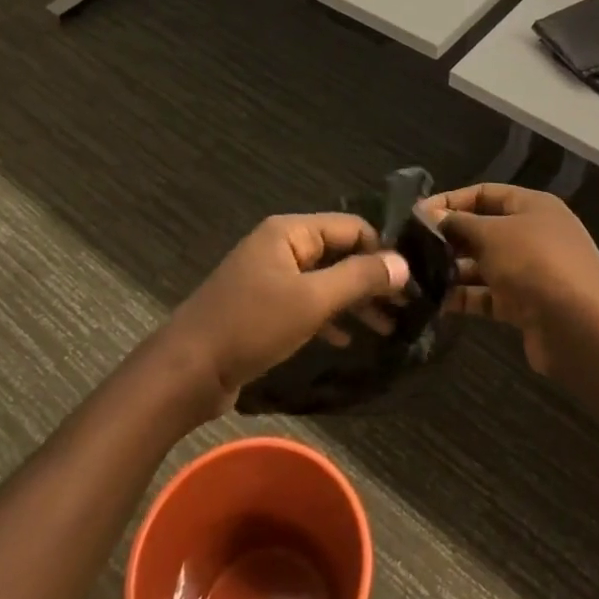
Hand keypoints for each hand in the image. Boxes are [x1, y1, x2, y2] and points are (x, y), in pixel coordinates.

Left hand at [162, 213, 410, 411]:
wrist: (187, 372)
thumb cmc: (251, 326)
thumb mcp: (311, 300)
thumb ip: (359, 278)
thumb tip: (403, 263)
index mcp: (289, 232)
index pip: (351, 226)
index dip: (382, 250)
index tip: (411, 281)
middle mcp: (280, 246)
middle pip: (339, 252)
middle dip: (372, 279)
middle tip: (406, 308)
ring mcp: (269, 277)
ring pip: (324, 280)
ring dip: (355, 301)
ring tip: (388, 328)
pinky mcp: (262, 307)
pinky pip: (306, 303)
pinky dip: (329, 316)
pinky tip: (348, 339)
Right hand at [422, 184, 598, 380]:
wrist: (584, 329)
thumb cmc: (536, 265)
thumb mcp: (492, 235)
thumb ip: (458, 224)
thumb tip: (429, 215)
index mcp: (532, 206)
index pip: (484, 193)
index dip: (450, 201)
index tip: (415, 215)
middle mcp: (532, 234)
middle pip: (482, 229)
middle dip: (447, 238)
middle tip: (409, 249)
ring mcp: (530, 271)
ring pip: (482, 265)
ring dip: (452, 270)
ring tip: (415, 277)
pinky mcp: (525, 306)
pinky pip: (488, 295)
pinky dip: (464, 297)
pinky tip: (434, 302)